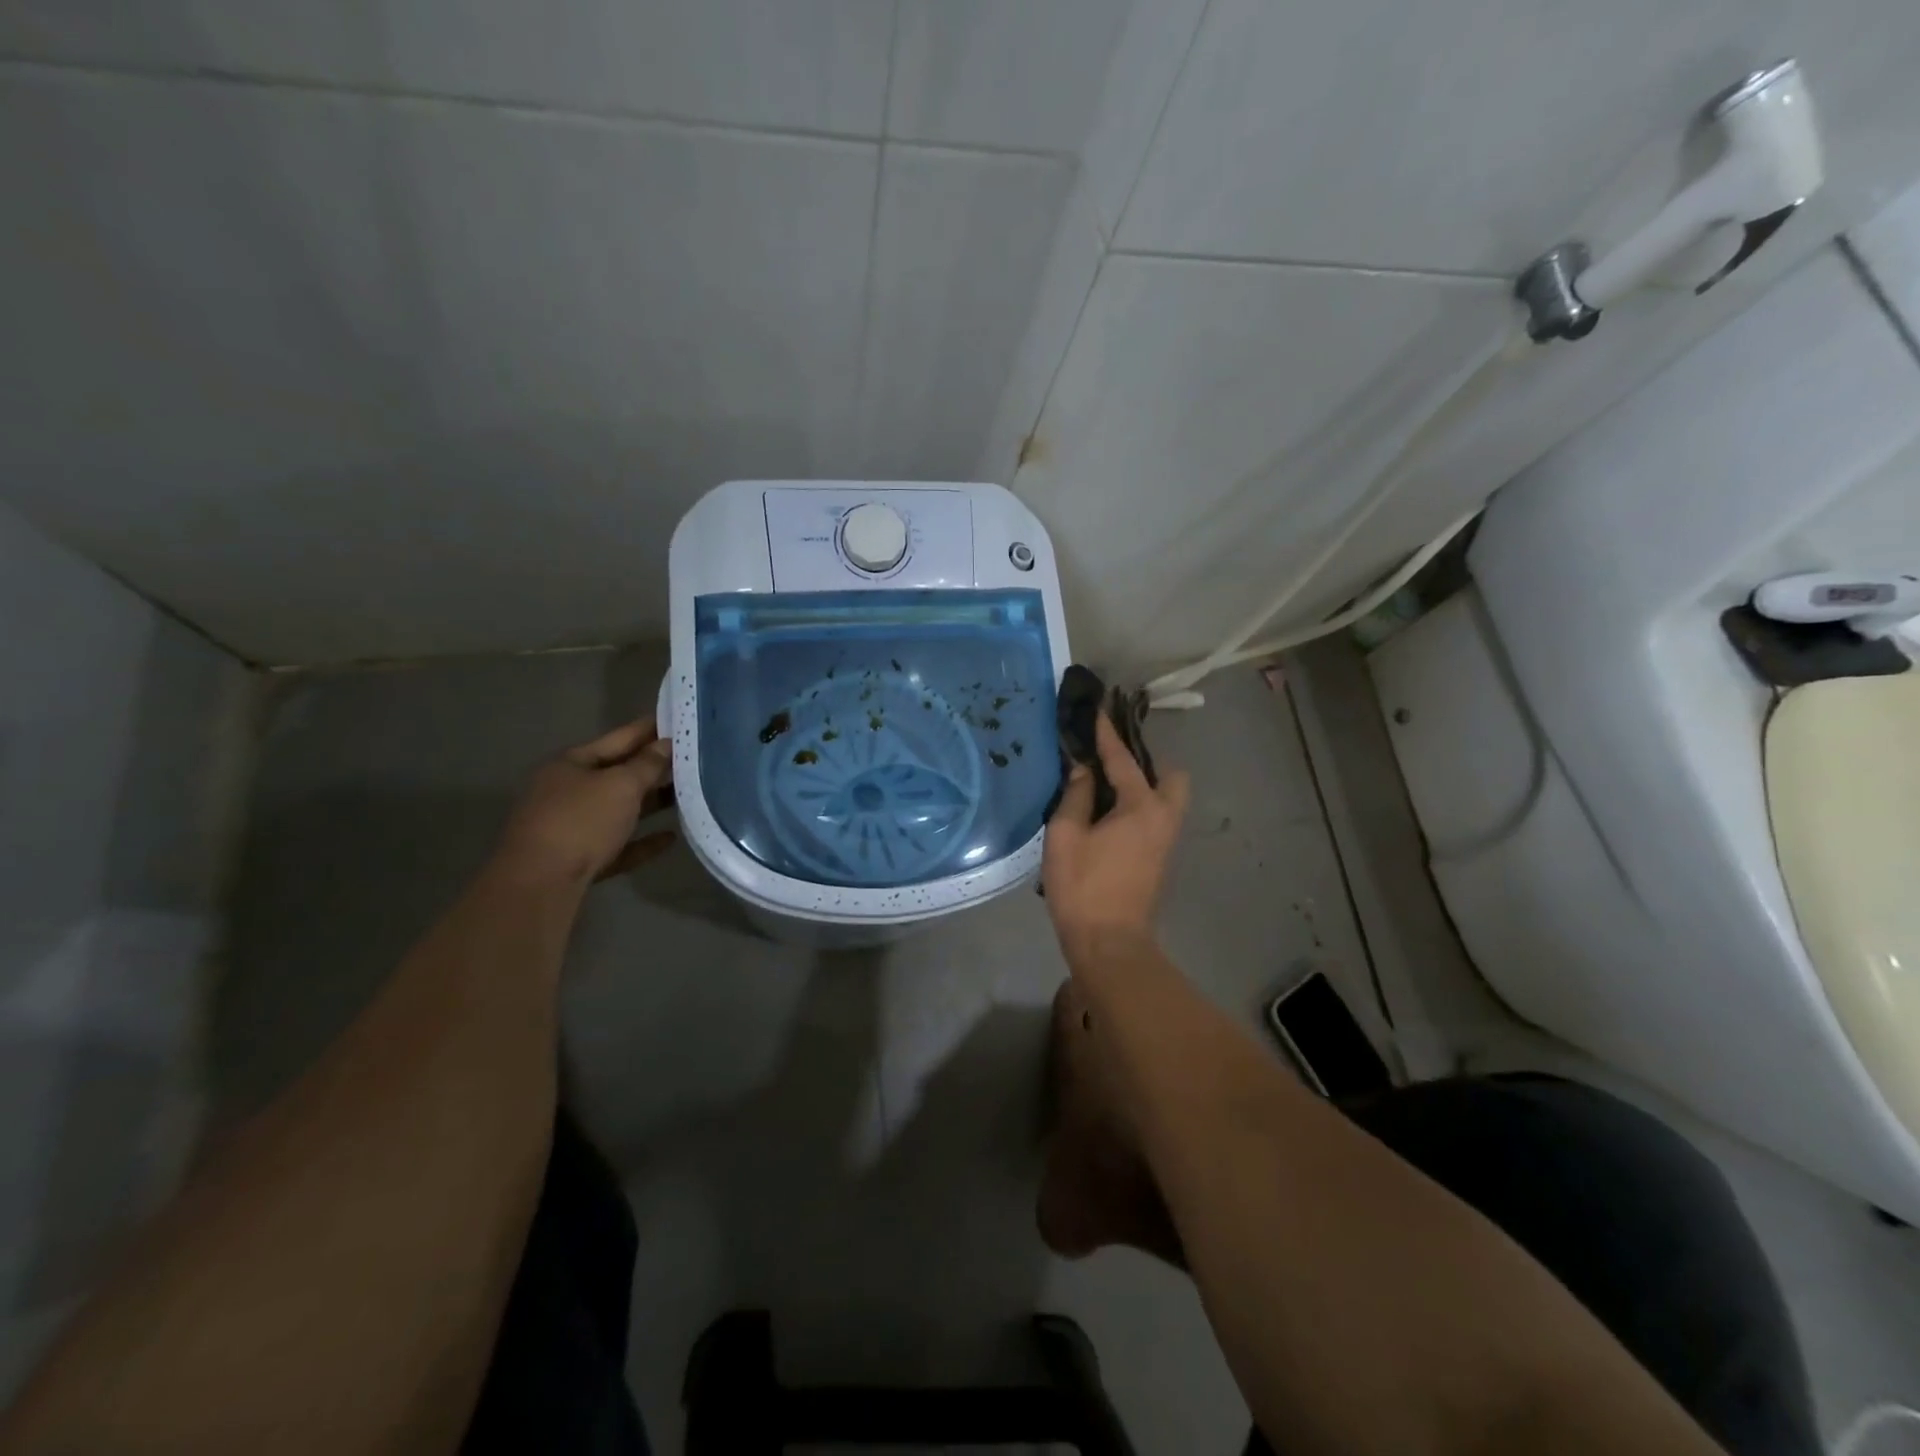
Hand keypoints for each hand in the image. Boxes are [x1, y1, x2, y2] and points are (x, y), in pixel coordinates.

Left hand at [492, 716, 675, 888]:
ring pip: (619, 809)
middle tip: (693, 758)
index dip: (649, 729)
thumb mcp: (620, 785)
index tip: (679, 720)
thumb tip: (666, 744)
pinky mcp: (581, 859)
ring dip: (651, 803)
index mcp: (571, 764)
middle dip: (653, 767)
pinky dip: (643, 839)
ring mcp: (572, 826)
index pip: (619, 738)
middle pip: (618, 773)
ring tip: (688, 796)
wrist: (540, 884)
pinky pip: (619, 843)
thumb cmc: (581, 821)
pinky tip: (671, 837)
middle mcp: (568, 790)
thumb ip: (647, 764)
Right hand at [1042, 714, 1190, 961]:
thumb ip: (1076, 795)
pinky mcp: (1160, 857)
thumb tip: (1083, 769)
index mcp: (1142, 806)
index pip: (1122, 759)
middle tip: (1111, 762)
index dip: (1106, 734)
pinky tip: (1110, 811)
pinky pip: (1157, 815)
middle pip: (1169, 776)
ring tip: (1107, 785)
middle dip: (1145, 761)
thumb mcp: (1066, 835)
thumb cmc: (1083, 886)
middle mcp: (1164, 817)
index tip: (1098, 709)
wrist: (1109, 942)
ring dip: (1144, 784)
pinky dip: (1140, 803)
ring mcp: (1167, 839)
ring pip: (1166, 798)